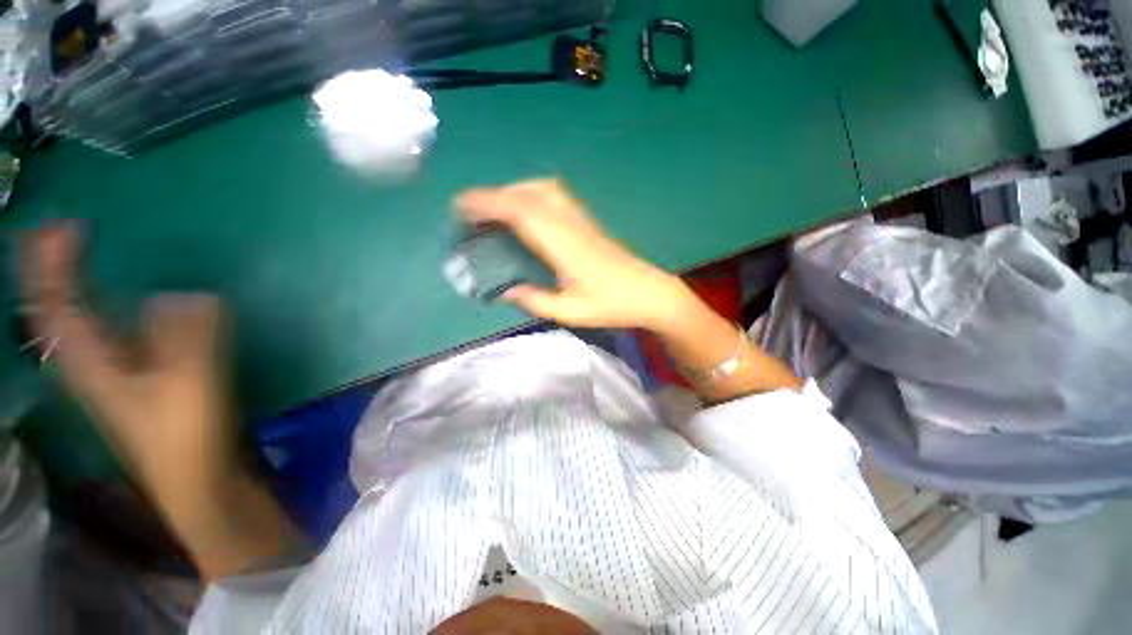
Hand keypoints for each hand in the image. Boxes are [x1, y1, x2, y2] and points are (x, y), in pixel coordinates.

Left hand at [21, 226, 235, 494]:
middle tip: (54, 231)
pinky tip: (113, 299)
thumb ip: (187, 337)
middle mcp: (90, 364)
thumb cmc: (185, 436)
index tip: (65, 226)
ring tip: (73, 254)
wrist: (195, 479)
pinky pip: (104, 331)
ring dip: (69, 284)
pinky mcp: (135, 378)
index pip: (57, 306)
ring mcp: (111, 373)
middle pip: (54, 311)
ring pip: (74, 321)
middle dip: (48, 270)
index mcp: (94, 365)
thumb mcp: (189, 384)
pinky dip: (99, 307)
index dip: (54, 265)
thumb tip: (184, 295)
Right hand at [456, 179, 693, 329]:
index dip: (489, 204)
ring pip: (543, 189)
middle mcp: (571, 224)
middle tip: (472, 211)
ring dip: (514, 191)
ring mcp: (581, 220)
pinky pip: (555, 196)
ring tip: (495, 209)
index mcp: (564, 246)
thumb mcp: (570, 312)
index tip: (462, 207)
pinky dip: (532, 195)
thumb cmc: (612, 305)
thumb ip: (536, 301)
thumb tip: (506, 291)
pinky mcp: (588, 222)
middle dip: (495, 196)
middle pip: (529, 194)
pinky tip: (526, 212)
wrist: (650, 293)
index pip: (522, 213)